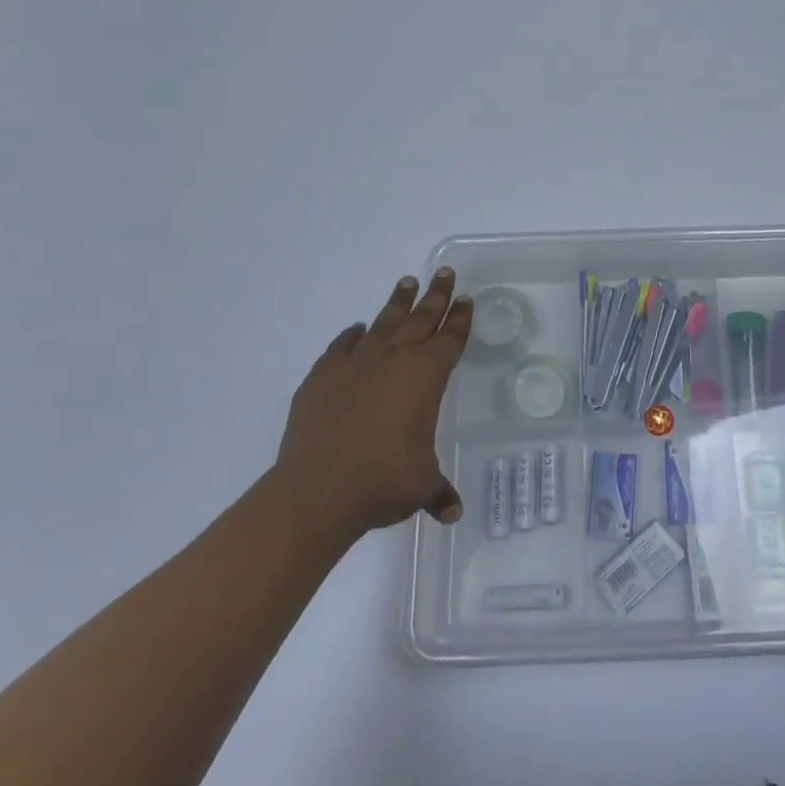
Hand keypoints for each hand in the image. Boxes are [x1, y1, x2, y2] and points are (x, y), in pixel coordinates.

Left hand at [270, 270, 472, 544]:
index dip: (459, 319)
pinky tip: (357, 329)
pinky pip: (342, 346)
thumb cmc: (383, 481)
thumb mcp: (420, 486)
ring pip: (383, 322)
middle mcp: (394, 360)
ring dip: (397, 303)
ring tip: (406, 282)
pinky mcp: (323, 376)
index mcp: (426, 377)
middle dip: (435, 296)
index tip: (465, 299)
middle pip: (420, 319)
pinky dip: (352, 336)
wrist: (319, 488)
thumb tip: (452, 512)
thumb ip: (437, 491)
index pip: (450, 339)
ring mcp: (356, 364)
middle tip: (444, 273)